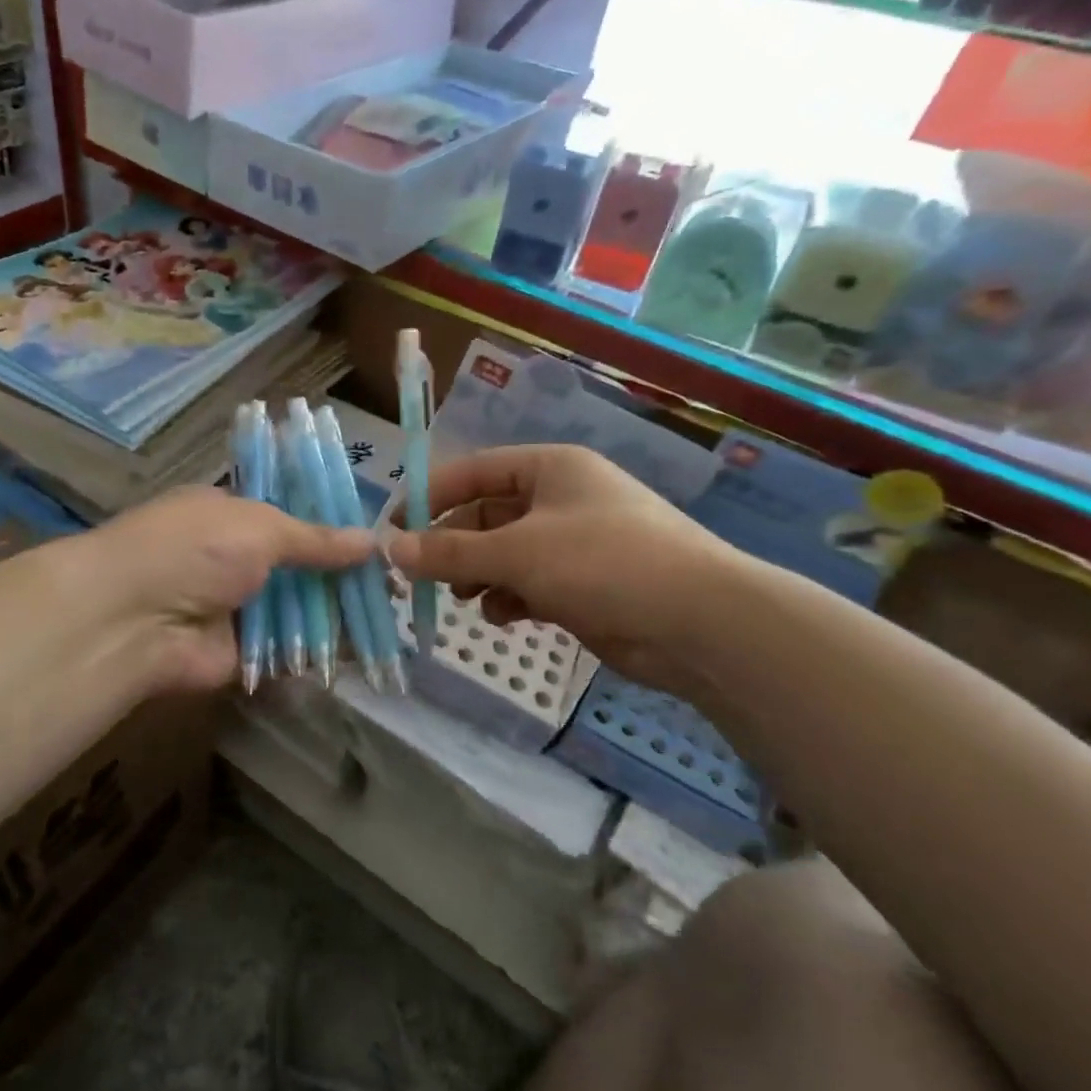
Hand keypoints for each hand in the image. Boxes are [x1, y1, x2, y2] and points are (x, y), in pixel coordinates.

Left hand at [54, 486, 374, 696]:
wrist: (135, 618)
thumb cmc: (195, 548)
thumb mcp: (260, 526)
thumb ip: (315, 539)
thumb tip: (371, 541)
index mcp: (229, 514)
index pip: (288, 514)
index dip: (329, 525)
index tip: (375, 537)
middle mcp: (233, 558)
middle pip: (298, 566)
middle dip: (341, 574)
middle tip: (396, 583)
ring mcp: (236, 607)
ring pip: (298, 609)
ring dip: (339, 614)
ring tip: (395, 616)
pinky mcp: (242, 653)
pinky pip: (290, 650)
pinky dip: (323, 651)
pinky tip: (369, 651)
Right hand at [387, 445, 740, 691]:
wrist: (699, 623)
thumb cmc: (603, 563)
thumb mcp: (517, 552)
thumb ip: (451, 552)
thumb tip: (391, 550)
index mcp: (549, 468)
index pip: (474, 471)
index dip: (431, 497)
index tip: (394, 528)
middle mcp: (561, 498)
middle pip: (488, 514)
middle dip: (454, 545)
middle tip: (419, 575)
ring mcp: (575, 542)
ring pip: (506, 552)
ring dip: (479, 573)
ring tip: (461, 596)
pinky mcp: (585, 584)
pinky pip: (530, 582)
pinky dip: (510, 597)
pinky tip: (501, 616)